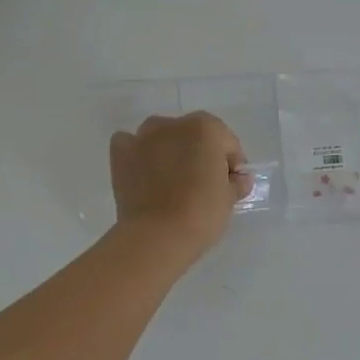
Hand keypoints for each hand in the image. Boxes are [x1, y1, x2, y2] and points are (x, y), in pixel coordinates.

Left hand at [109, 112, 250, 261]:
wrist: (158, 235)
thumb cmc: (202, 213)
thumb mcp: (229, 199)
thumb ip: (236, 183)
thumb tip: (238, 180)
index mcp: (206, 128)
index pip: (227, 142)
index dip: (231, 163)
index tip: (230, 184)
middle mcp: (173, 124)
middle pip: (193, 136)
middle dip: (199, 154)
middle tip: (202, 184)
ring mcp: (143, 137)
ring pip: (161, 136)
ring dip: (169, 150)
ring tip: (172, 181)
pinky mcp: (120, 154)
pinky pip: (131, 145)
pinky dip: (138, 154)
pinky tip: (144, 173)